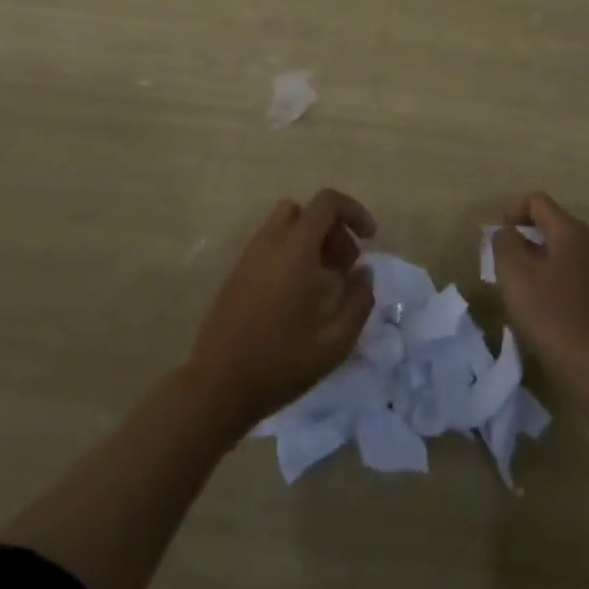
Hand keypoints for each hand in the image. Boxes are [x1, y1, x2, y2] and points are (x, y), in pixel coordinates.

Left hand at [185, 189, 376, 430]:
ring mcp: (250, 254)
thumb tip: (364, 271)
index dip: (353, 211)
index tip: (370, 238)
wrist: (218, 385)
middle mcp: (271, 241)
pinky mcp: (237, 271)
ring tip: (323, 281)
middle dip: (334, 230)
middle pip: (307, 211)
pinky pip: (271, 244)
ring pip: (287, 225)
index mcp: (296, 248)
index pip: (327, 202)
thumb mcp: (336, 339)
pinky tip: (297, 295)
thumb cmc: (282, 361)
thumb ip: (359, 299)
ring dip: (311, 241)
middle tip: (346, 269)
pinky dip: (291, 253)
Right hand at [492, 192, 588, 391]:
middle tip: (502, 259)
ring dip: (537, 257)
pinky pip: (572, 272)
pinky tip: (541, 304)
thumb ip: (504, 242)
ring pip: (562, 249)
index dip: (511, 209)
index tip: (495, 235)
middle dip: (523, 234)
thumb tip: (507, 233)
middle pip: (551, 223)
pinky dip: (552, 276)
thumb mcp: (515, 273)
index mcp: (571, 231)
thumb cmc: (552, 314)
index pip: (537, 201)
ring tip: (518, 283)